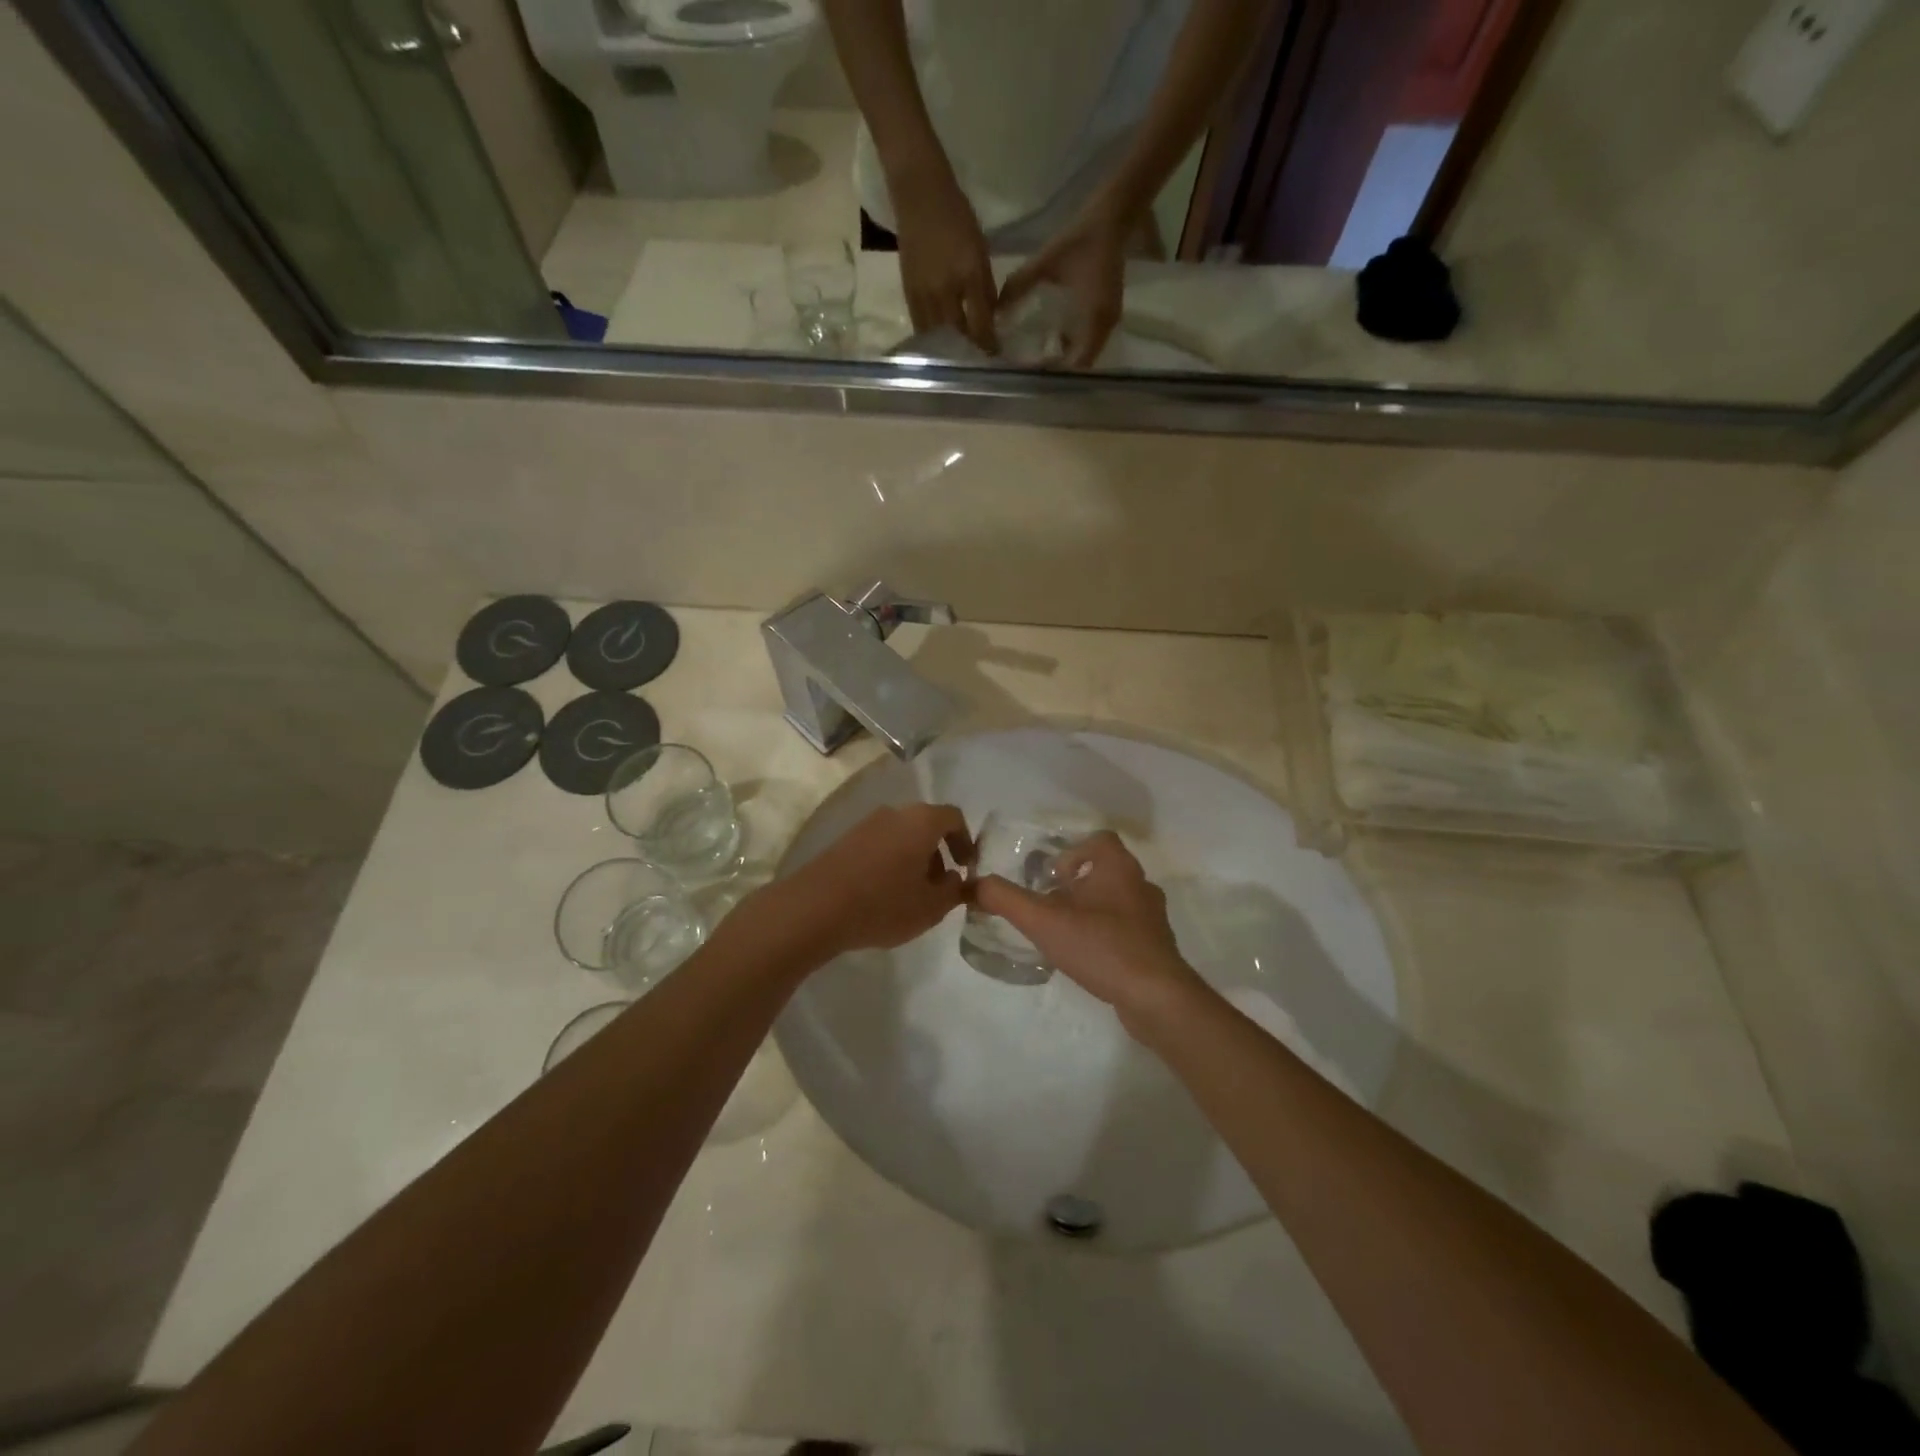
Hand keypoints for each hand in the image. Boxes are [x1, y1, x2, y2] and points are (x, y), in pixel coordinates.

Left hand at [785, 802, 970, 958]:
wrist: (815, 908)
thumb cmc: (883, 904)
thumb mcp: (931, 907)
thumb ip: (954, 891)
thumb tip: (957, 879)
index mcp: (921, 820)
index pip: (954, 818)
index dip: (966, 842)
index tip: (966, 869)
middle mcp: (894, 813)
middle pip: (926, 825)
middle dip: (939, 854)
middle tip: (940, 887)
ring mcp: (866, 824)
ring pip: (902, 836)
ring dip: (914, 860)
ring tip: (911, 895)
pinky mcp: (845, 840)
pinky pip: (880, 845)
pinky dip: (891, 862)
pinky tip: (884, 894)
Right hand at [891, 165, 998, 351]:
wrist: (919, 195)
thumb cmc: (957, 217)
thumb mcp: (980, 251)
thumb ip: (985, 288)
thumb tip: (991, 318)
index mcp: (968, 276)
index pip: (981, 324)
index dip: (989, 343)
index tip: (995, 354)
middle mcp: (945, 291)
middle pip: (958, 335)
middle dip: (969, 349)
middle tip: (977, 357)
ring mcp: (924, 294)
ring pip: (938, 335)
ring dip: (949, 348)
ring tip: (958, 355)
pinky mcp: (908, 294)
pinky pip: (921, 326)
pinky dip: (931, 338)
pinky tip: (938, 342)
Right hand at [973, 831, 1208, 1033]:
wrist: (1156, 997)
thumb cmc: (1100, 946)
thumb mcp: (1043, 921)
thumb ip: (1005, 899)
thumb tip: (974, 884)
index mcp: (1118, 867)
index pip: (1099, 840)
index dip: (1072, 852)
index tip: (1050, 877)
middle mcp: (1140, 885)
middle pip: (1105, 870)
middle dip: (1076, 884)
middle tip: (1049, 905)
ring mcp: (1152, 918)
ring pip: (1117, 901)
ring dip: (1091, 910)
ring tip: (1064, 932)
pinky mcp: (1157, 947)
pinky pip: (1127, 929)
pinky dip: (1106, 935)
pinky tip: (1087, 957)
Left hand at [997, 204, 1129, 367]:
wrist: (1112, 216)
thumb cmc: (1080, 239)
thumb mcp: (1046, 262)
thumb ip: (1020, 285)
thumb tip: (996, 310)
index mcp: (1094, 318)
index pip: (1077, 363)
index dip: (1056, 369)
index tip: (1033, 368)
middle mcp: (1105, 325)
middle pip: (1082, 363)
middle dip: (1059, 366)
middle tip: (1033, 364)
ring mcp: (1109, 319)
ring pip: (1087, 352)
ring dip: (1067, 356)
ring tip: (1041, 354)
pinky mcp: (1108, 310)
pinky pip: (1091, 339)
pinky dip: (1074, 343)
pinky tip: (1054, 336)